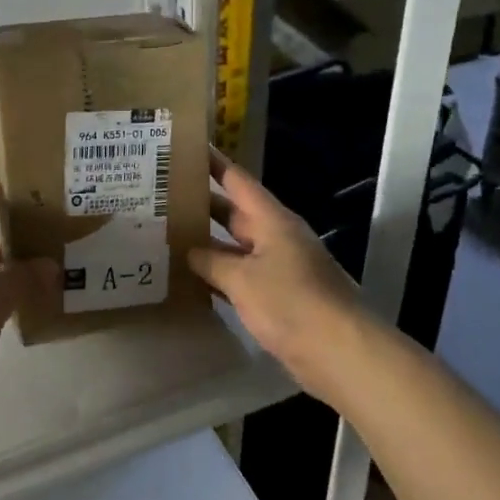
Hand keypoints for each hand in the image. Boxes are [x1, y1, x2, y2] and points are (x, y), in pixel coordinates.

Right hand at [189, 147, 373, 404]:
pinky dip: (216, 275)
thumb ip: (212, 261)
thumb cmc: (292, 303)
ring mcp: (277, 267)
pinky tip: (189, 277)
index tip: (184, 148)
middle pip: (233, 212)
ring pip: (233, 246)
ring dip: (205, 241)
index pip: (237, 180)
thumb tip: (188, 250)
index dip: (212, 162)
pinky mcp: (276, 297)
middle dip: (200, 202)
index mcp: (271, 220)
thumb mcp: (243, 279)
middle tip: (161, 195)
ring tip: (165, 232)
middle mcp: (275, 237)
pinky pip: (239, 276)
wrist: (339, 352)